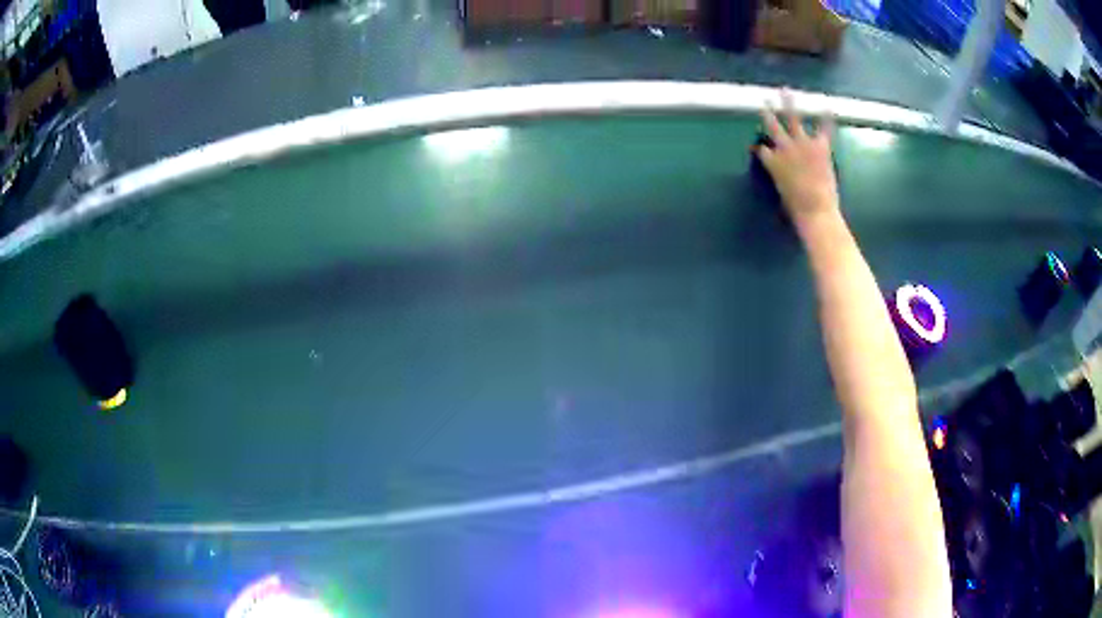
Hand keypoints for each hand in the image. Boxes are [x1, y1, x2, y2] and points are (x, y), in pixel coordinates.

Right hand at [756, 90, 839, 225]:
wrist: (816, 210)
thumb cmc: (797, 209)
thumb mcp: (782, 193)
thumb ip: (779, 179)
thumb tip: (779, 174)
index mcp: (772, 162)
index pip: (762, 149)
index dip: (760, 146)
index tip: (757, 144)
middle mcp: (784, 148)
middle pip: (773, 126)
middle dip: (768, 113)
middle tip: (763, 100)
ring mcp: (803, 145)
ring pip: (793, 118)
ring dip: (789, 103)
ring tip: (786, 90)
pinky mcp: (820, 147)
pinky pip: (824, 128)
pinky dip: (827, 117)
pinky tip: (827, 105)